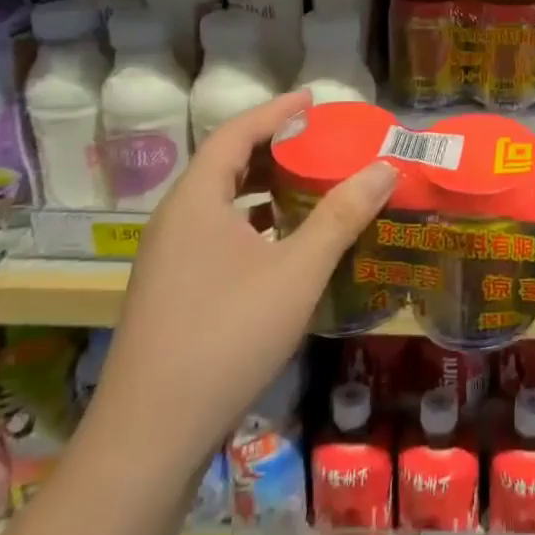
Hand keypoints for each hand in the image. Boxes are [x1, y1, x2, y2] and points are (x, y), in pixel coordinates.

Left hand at [91, 91, 397, 446]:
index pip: (236, 133)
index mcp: (196, 200)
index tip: (314, 99)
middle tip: (318, 140)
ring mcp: (168, 259)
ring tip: (307, 183)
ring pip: (220, 203)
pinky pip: (216, 234)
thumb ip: (341, 216)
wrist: (150, 435)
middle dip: (272, 147)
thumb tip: (384, 168)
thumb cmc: (227, 336)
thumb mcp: (297, 271)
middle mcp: (175, 220)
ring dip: (262, 187)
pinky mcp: (171, 292)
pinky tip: (282, 243)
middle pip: (225, 164)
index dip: (276, 111)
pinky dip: (252, 223)